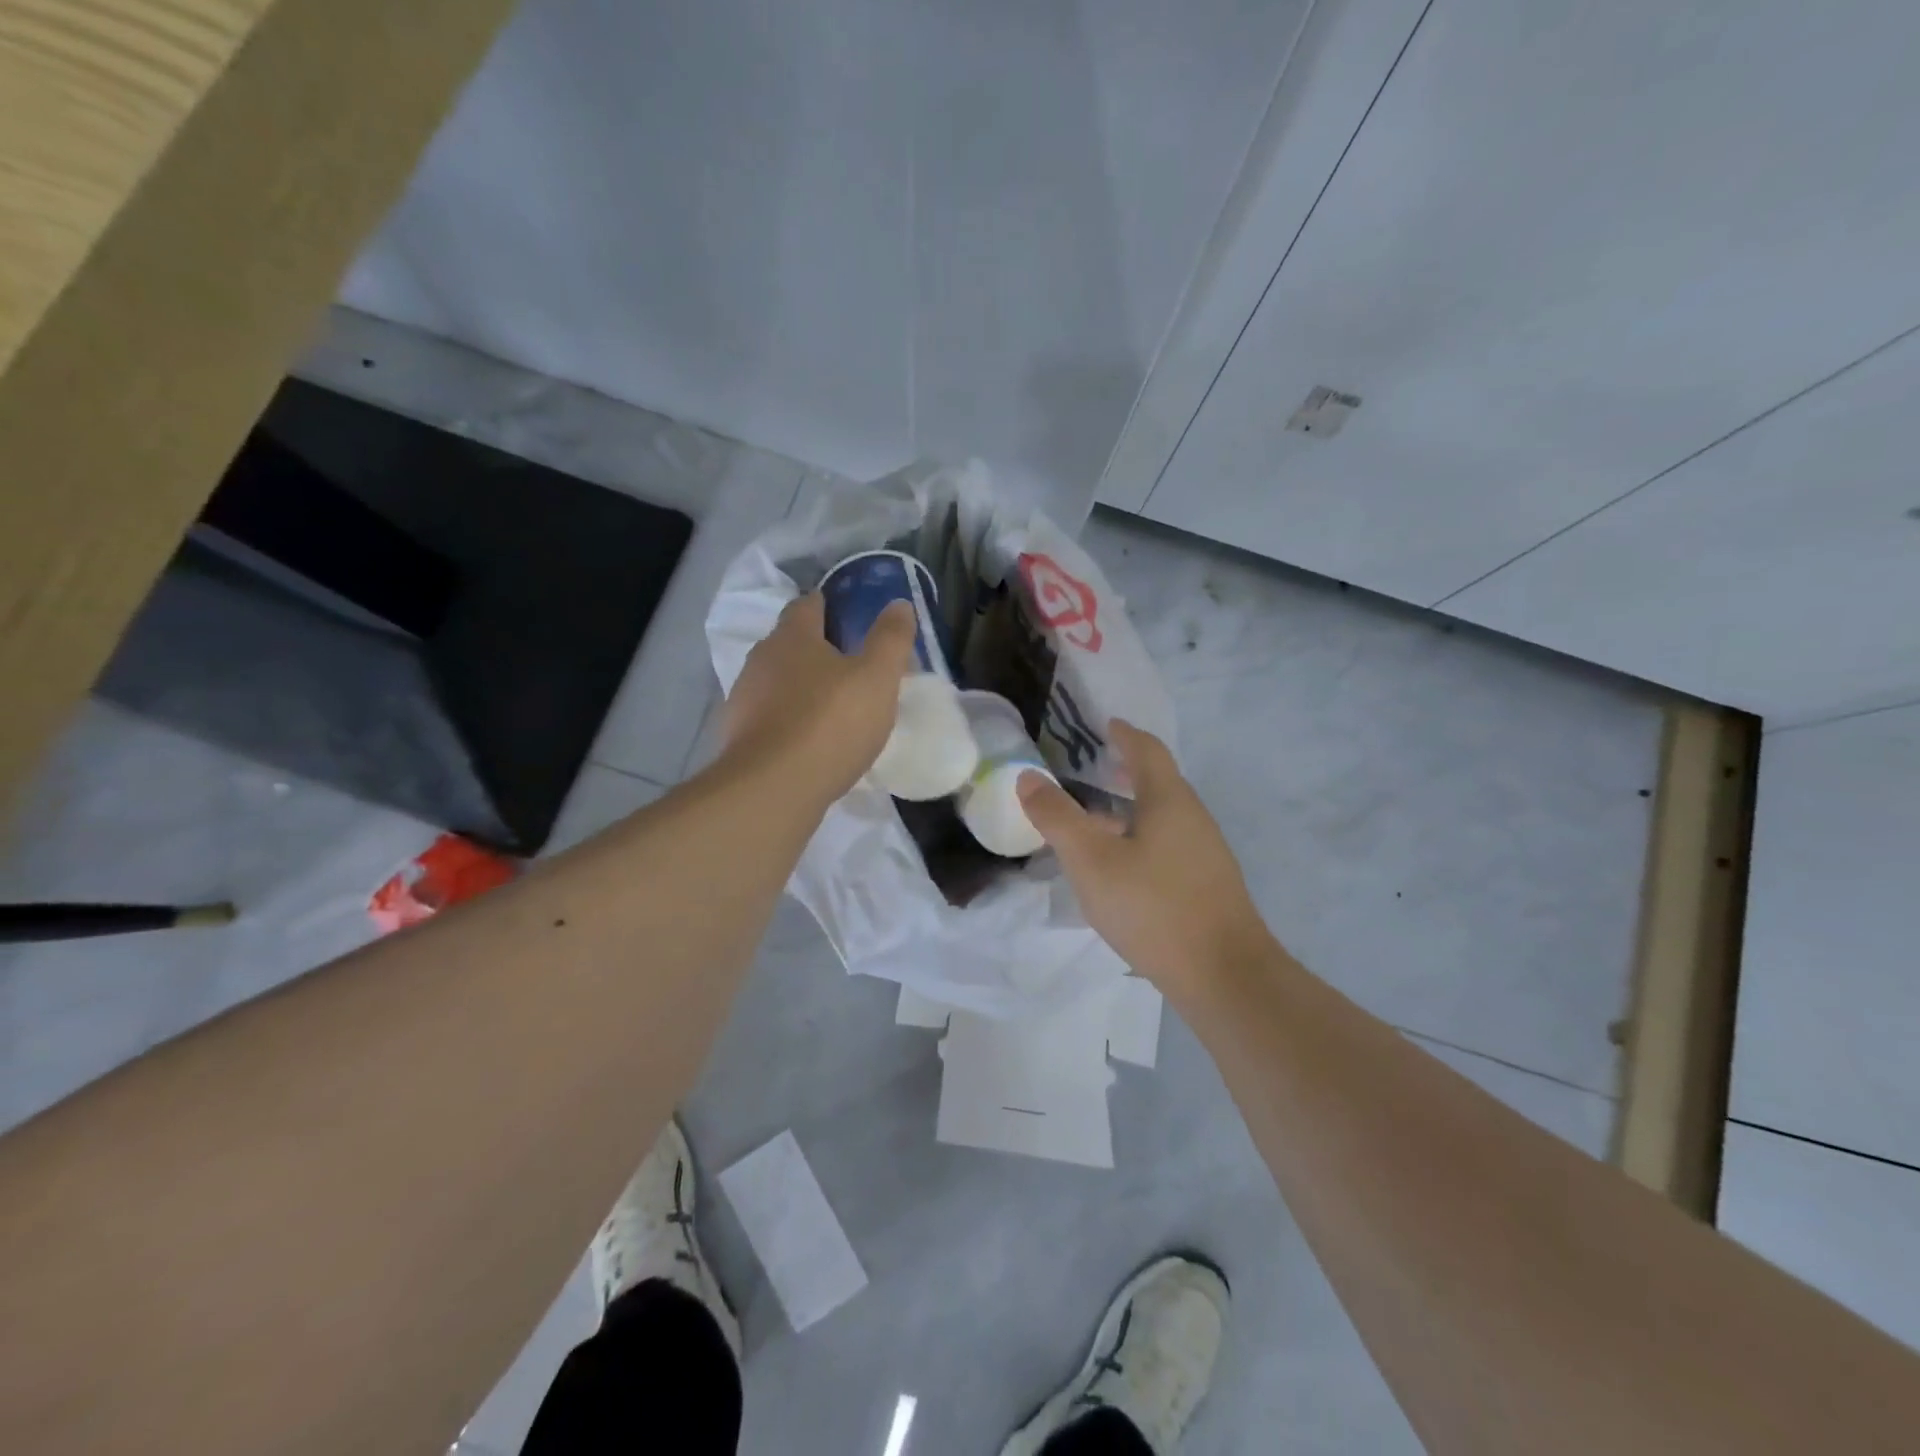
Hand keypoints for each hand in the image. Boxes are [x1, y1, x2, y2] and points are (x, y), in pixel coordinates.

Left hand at [722, 593, 916, 803]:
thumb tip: (899, 604)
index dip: (827, 605)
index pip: (807, 605)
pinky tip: (809, 740)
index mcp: (793, 637)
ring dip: (801, 687)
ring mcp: (745, 699)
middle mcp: (761, 659)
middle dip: (815, 648)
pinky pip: (770, 717)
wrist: (773, 789)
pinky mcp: (739, 737)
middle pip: (789, 643)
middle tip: (849, 664)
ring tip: (832, 705)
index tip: (846, 614)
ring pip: (777, 681)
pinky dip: (789, 720)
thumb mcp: (877, 678)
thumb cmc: (830, 723)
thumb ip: (890, 639)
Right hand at [1018, 721, 1271, 994]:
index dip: (1125, 734)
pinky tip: (1121, 867)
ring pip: (1163, 817)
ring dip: (1131, 809)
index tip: (1107, 724)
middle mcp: (1193, 817)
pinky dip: (1141, 838)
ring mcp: (1205, 853)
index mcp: (1169, 800)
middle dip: (1126, 771)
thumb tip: (1029, 777)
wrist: (1224, 975)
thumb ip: (1058, 818)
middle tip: (1094, 768)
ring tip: (1096, 821)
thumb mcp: (1091, 861)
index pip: (1147, 750)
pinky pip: (1168, 844)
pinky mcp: (1207, 884)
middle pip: (1159, 782)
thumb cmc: (1153, 907)